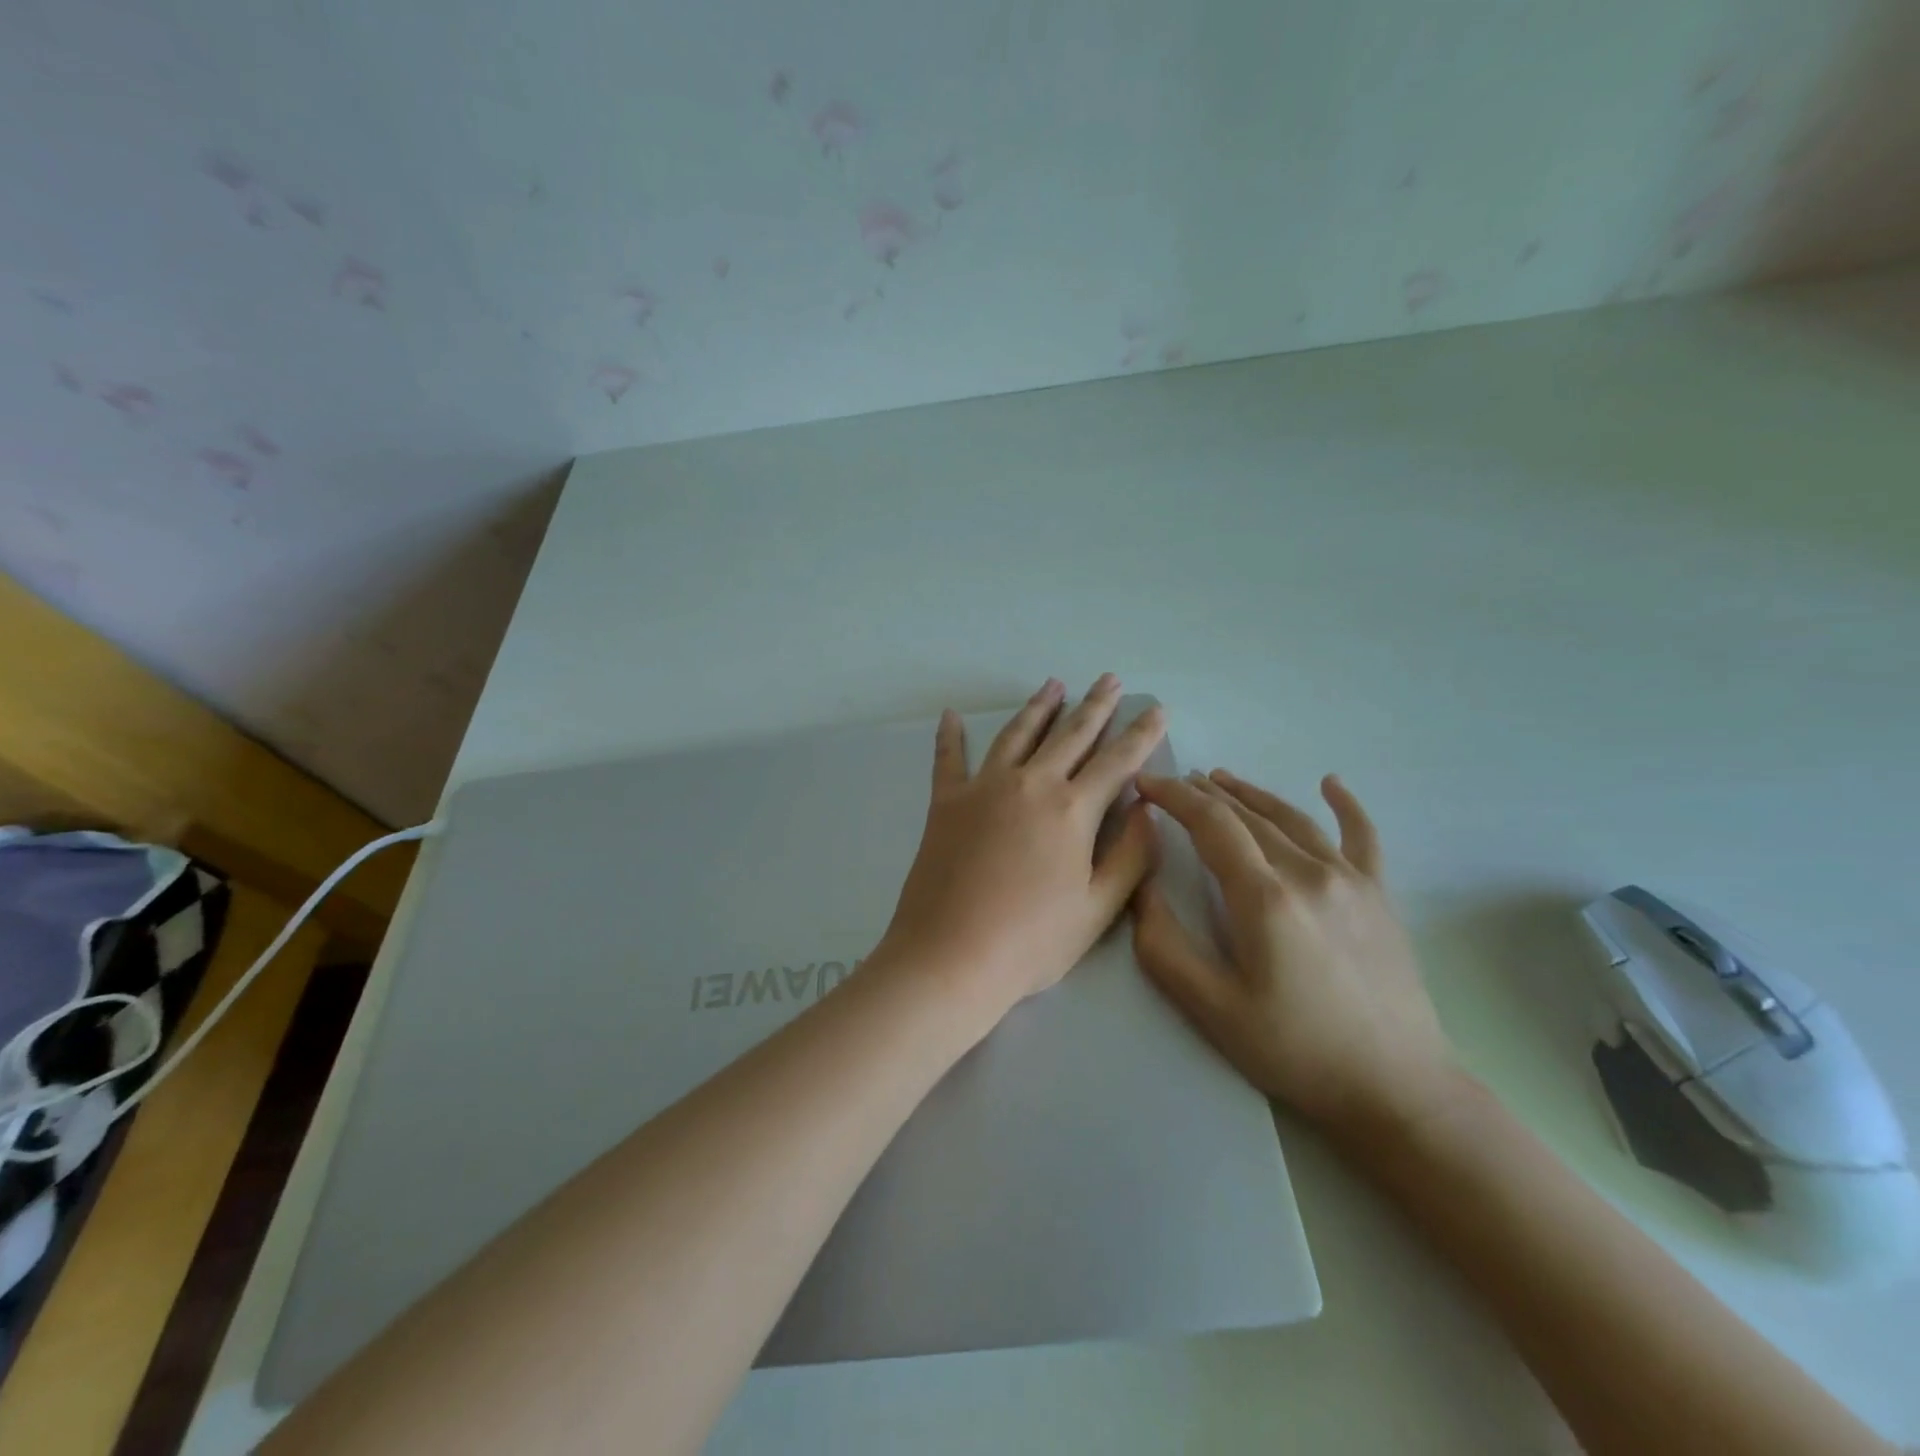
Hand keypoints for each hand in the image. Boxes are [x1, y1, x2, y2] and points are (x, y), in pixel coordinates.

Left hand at [879, 676, 1165, 1018]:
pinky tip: (951, 715)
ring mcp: (982, 788)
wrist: (950, 957)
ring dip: (1038, 707)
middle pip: (1070, 735)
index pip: (1117, 761)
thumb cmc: (1031, 941)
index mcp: (1071, 810)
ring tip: (1054, 684)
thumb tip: (1146, 809)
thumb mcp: (1098, 908)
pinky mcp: (945, 803)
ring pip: (1017, 735)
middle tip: (1109, 679)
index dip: (1141, 734)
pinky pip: (948, 759)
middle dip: (1095, 705)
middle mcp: (1029, 784)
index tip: (1156, 709)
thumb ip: (1131, 855)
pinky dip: (950, 736)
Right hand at [1132, 769, 1457, 1136]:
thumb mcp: (1211, 1008)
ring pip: (1292, 818)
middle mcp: (1308, 873)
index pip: (1211, 824)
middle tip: (1173, 784)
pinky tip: (1331, 782)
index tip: (1145, 783)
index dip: (1174, 797)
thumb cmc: (1295, 1050)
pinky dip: (1346, 805)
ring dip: (1251, 794)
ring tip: (1220, 778)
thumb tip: (1142, 887)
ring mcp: (1350, 881)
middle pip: (1247, 816)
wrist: (1396, 1089)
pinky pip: (1362, 836)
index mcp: (1264, 897)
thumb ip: (1164, 945)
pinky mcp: (1379, 896)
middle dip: (1204, 794)